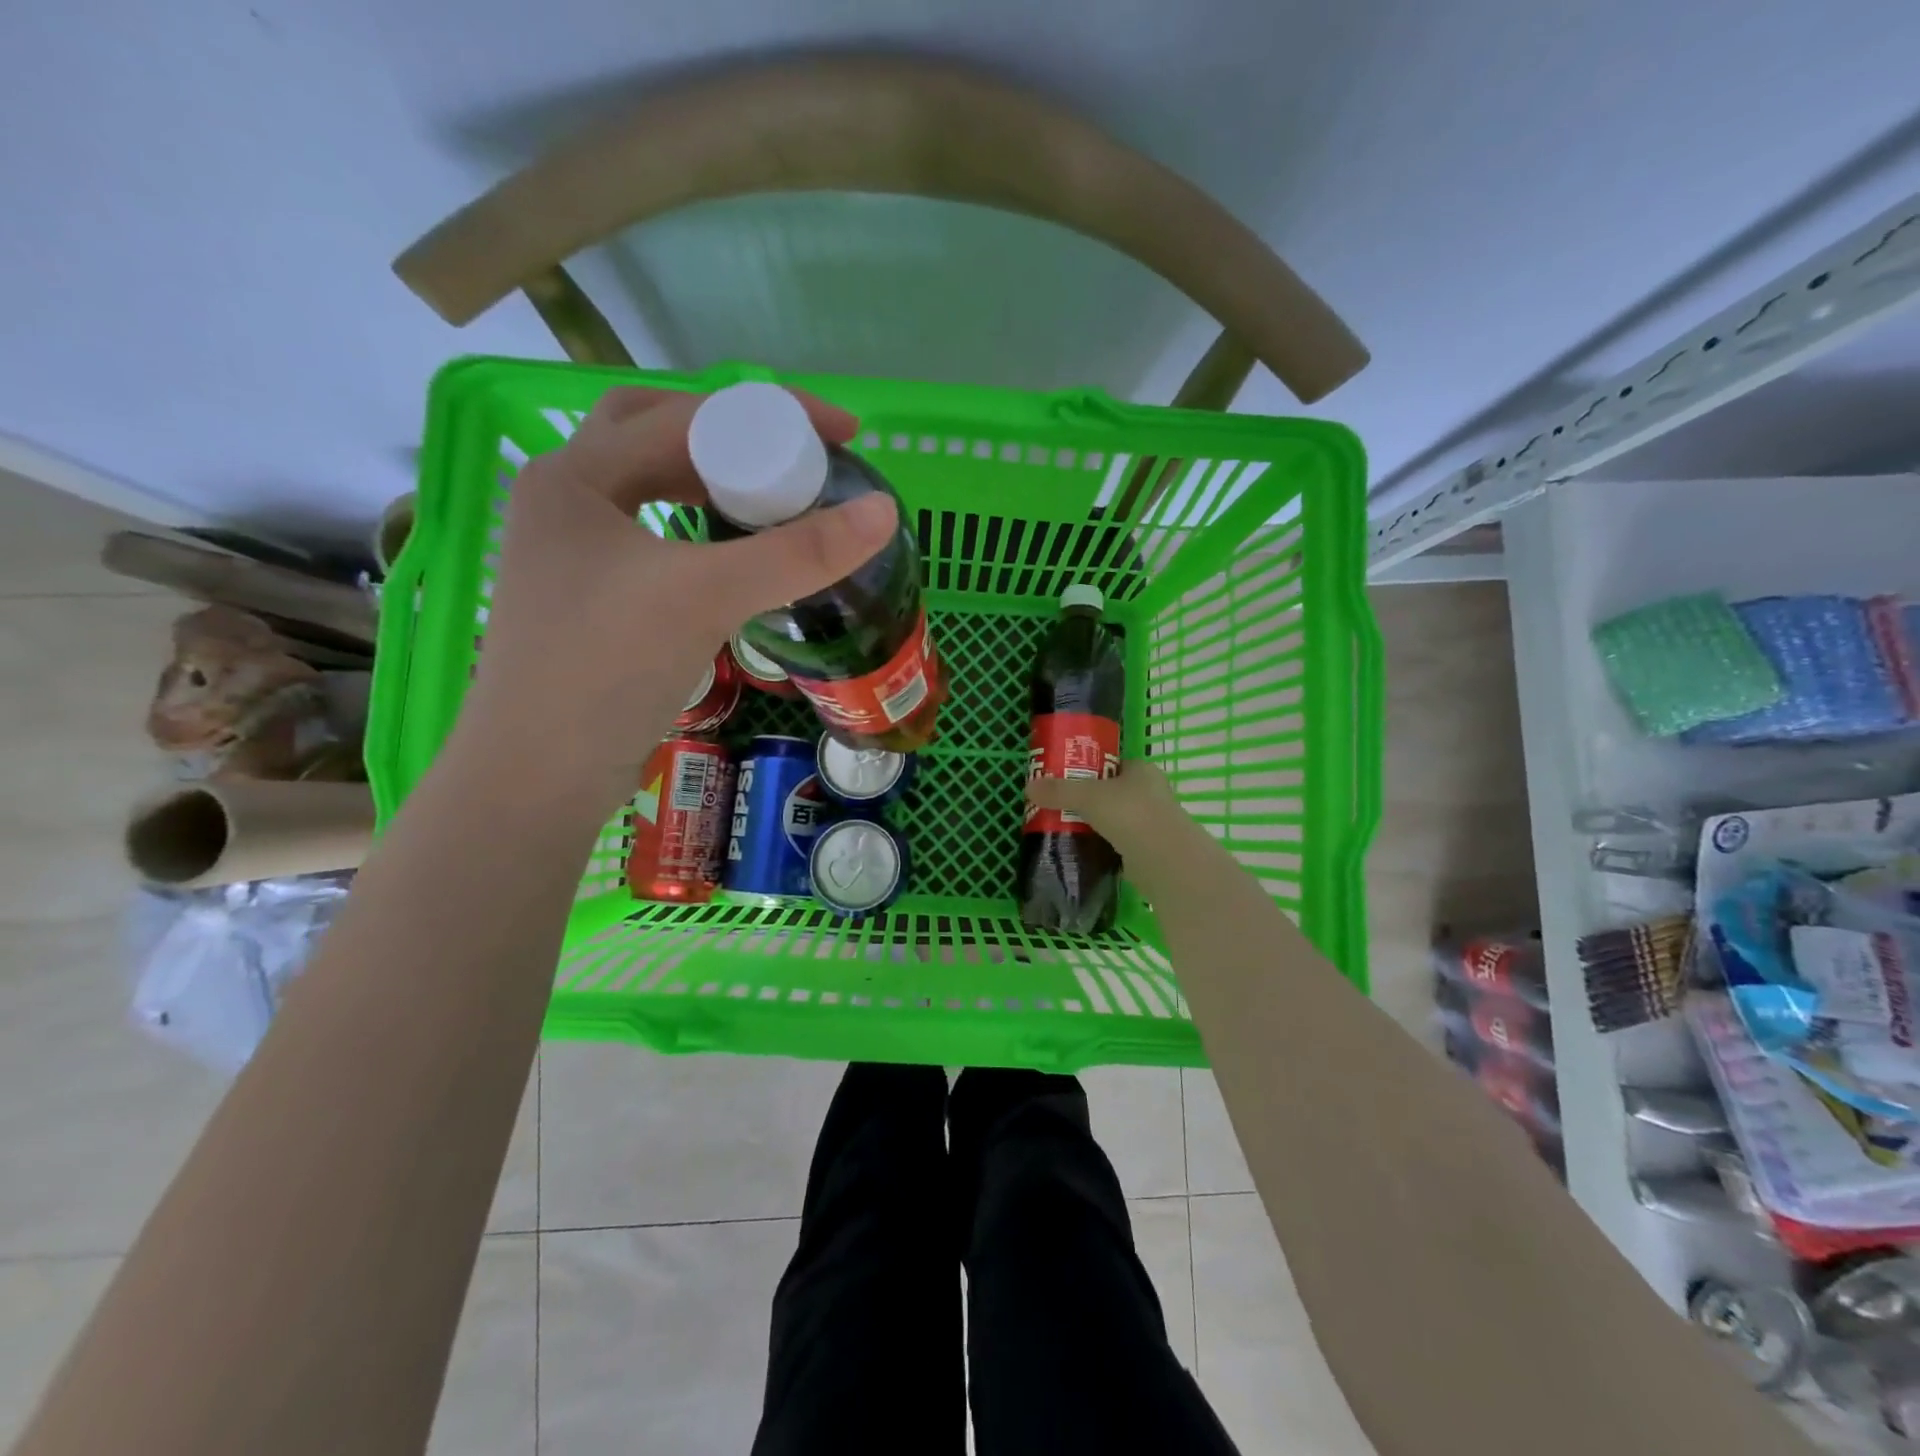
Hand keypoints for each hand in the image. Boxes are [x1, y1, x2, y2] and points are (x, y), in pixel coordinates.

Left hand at [454, 386, 896, 811]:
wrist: (540, 776)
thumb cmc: (606, 670)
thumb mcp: (706, 598)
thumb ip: (796, 553)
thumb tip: (885, 512)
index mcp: (577, 474)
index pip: (686, 414)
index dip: (772, 413)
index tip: (843, 433)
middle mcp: (567, 498)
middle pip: (659, 434)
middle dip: (733, 435)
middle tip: (796, 458)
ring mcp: (574, 550)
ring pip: (654, 485)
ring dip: (714, 479)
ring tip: (775, 495)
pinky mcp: (591, 595)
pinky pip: (655, 534)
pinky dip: (700, 527)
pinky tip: (735, 550)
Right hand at [1023, 760, 1189, 850]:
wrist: (1165, 861)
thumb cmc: (1131, 814)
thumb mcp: (1088, 796)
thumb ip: (1059, 790)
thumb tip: (1029, 787)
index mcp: (1142, 771)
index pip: (1111, 764)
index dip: (1087, 769)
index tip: (1062, 778)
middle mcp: (1150, 793)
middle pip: (1110, 792)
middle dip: (1086, 799)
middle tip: (1056, 805)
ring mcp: (1151, 823)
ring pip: (1113, 819)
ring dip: (1093, 824)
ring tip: (1062, 827)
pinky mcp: (1147, 850)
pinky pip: (1117, 843)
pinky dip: (1101, 846)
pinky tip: (1080, 850)